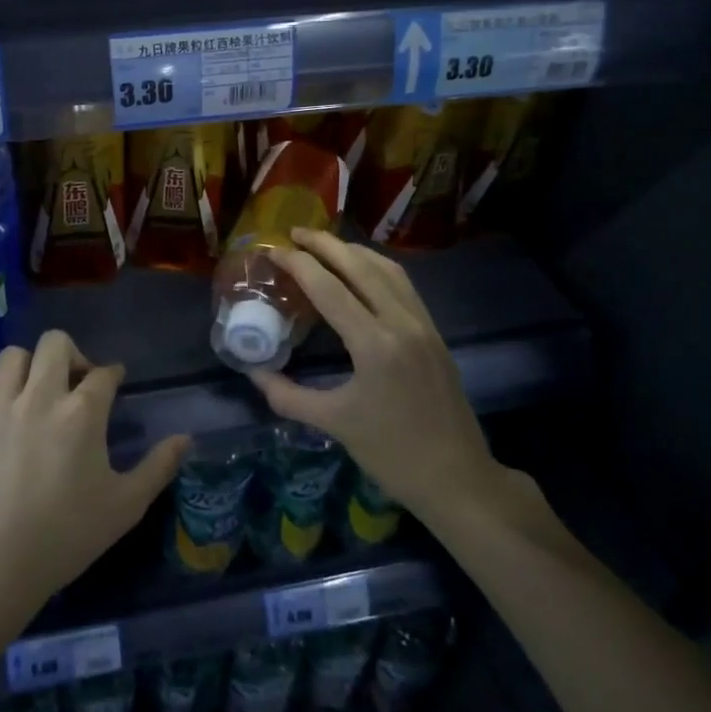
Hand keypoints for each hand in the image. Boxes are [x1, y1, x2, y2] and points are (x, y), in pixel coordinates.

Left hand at [0, 330, 190, 622]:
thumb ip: (158, 467)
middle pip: (55, 343)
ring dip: (32, 364)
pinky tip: (10, 411)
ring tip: (40, 389)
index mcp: (82, 412)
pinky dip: (3, 388)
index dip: (114, 374)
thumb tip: (186, 438)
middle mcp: (41, 397)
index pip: (103, 373)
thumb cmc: (66, 535)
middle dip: (73, 354)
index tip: (116, 382)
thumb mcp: (125, 506)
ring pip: (14, 355)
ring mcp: (1, 408)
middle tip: (77, 383)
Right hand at [249, 228, 529, 528]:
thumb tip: (252, 371)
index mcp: (374, 344)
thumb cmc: (392, 454)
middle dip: (324, 244)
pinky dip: (377, 268)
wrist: (458, 478)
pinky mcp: (435, 333)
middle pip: (360, 266)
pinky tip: (361, 271)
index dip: (297, 264)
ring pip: (387, 269)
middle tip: (294, 233)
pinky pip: (403, 286)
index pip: (328, 288)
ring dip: (353, 251)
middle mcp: (401, 323)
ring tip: (323, 245)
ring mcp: (423, 325)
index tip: (272, 251)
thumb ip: (287, 395)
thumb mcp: (333, 424)